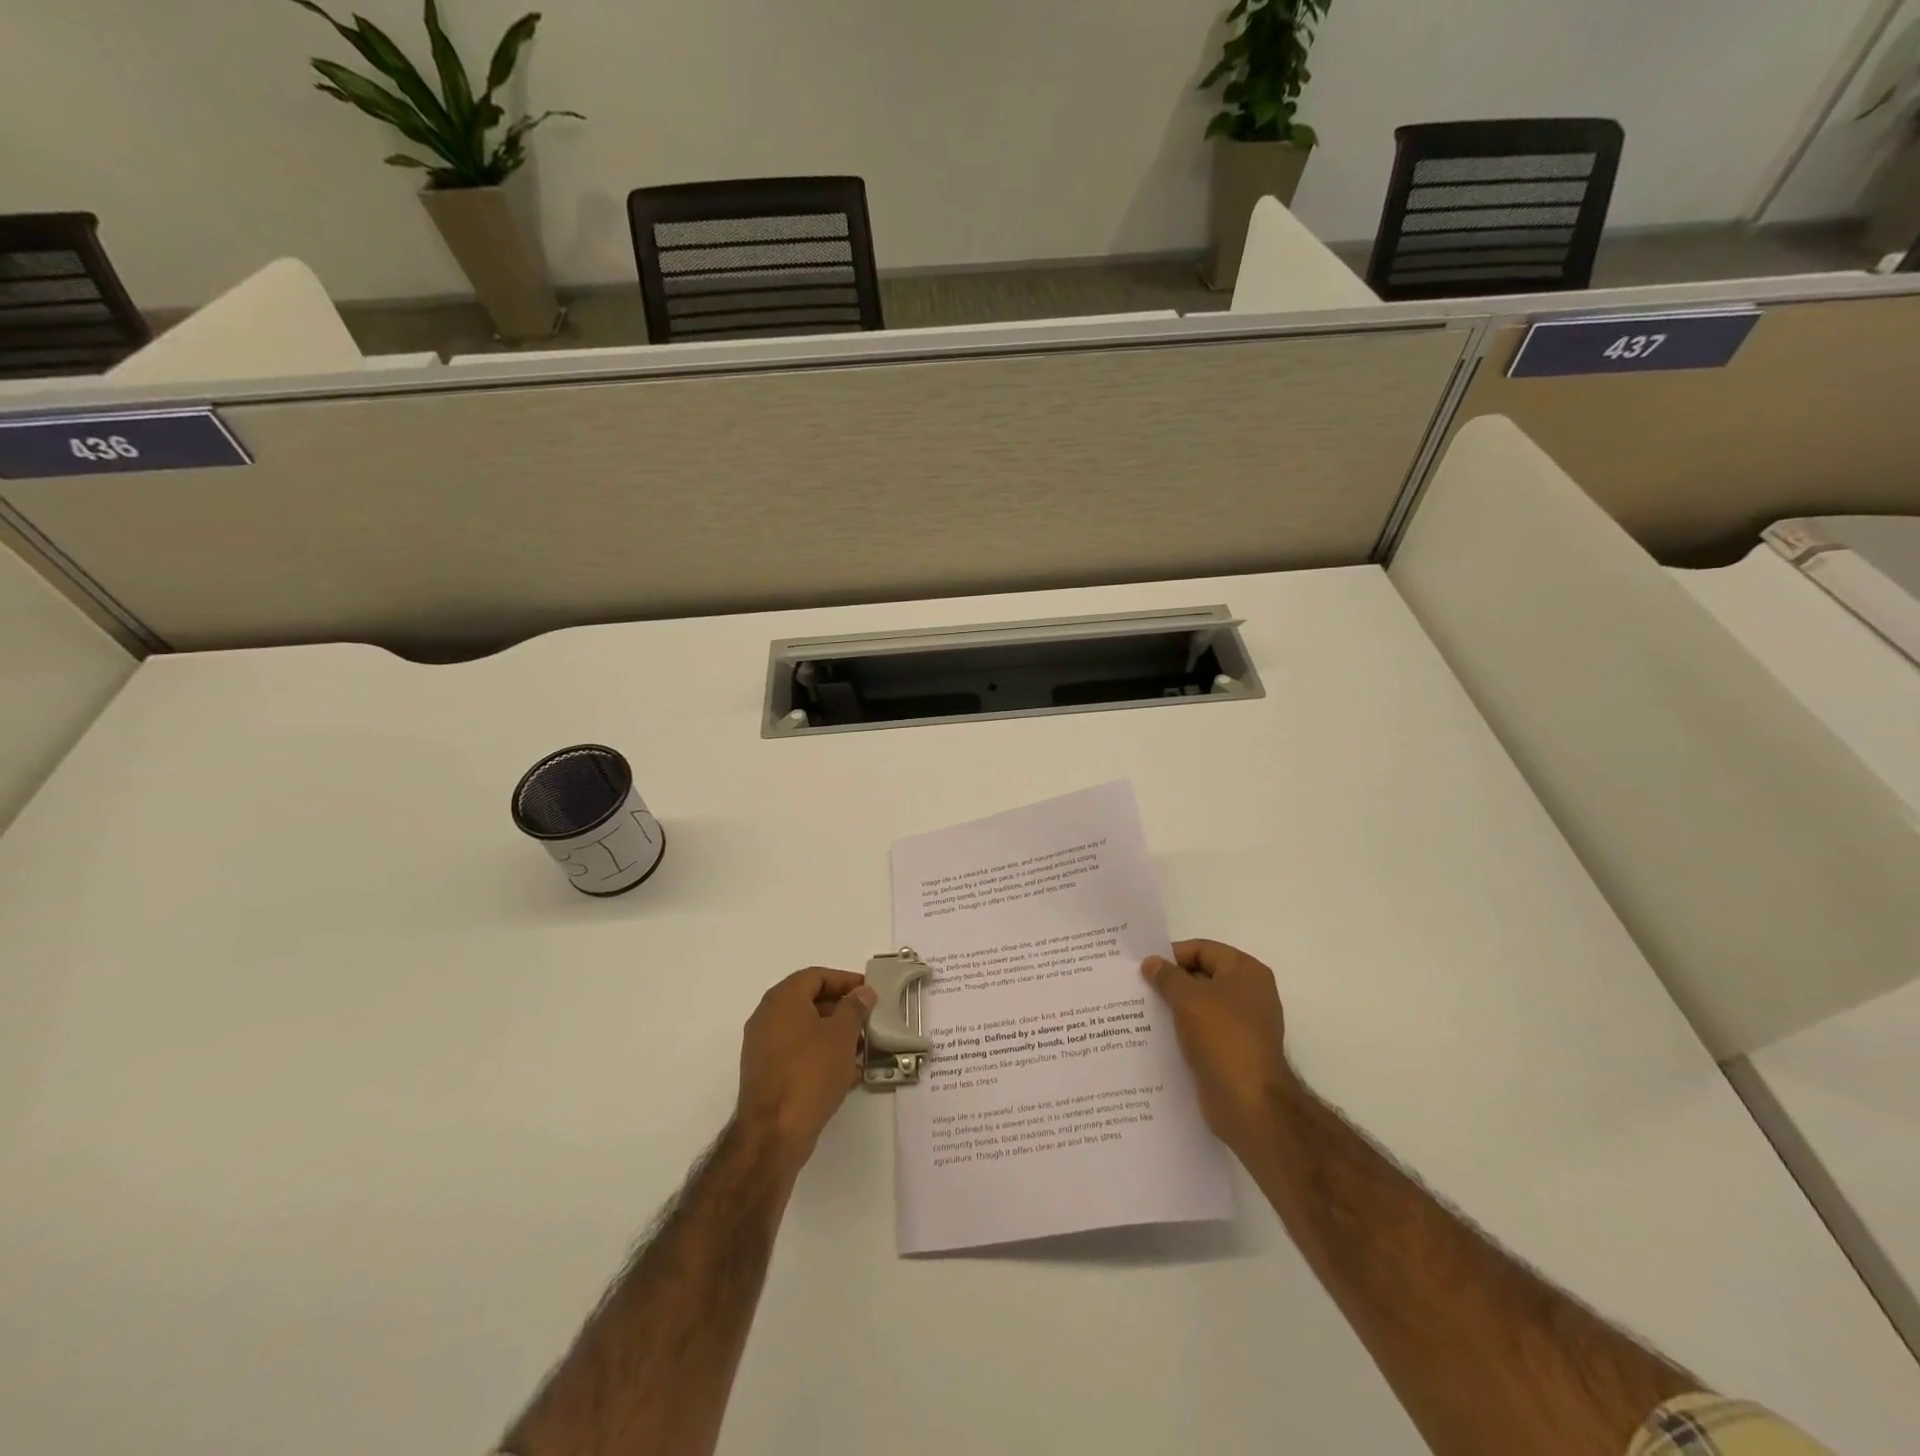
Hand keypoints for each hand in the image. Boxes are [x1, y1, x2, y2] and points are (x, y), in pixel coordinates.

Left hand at [736, 968, 875, 1172]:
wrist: (773, 1133)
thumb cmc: (810, 1073)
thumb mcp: (841, 1035)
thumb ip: (854, 1007)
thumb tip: (862, 992)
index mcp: (782, 1000)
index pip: (816, 976)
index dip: (845, 980)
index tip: (869, 992)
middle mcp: (767, 1018)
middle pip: (809, 1002)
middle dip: (841, 1009)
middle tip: (868, 1019)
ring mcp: (763, 1048)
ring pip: (805, 1031)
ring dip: (833, 1035)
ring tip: (862, 1047)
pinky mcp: (766, 1075)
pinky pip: (797, 1055)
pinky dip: (821, 1056)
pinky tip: (847, 1073)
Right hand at [1142, 939, 1291, 1157]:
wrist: (1249, 1103)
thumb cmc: (1222, 1038)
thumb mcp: (1188, 998)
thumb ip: (1166, 976)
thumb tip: (1151, 962)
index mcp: (1246, 972)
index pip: (1202, 949)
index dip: (1172, 955)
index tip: (1142, 966)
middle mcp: (1249, 993)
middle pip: (1202, 976)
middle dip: (1170, 981)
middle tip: (1137, 987)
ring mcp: (1243, 1025)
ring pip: (1200, 1006)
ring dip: (1174, 1007)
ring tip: (1140, 1011)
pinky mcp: (1234, 1051)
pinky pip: (1203, 1031)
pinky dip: (1183, 1031)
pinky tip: (1156, 1036)